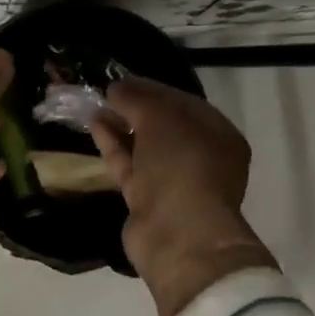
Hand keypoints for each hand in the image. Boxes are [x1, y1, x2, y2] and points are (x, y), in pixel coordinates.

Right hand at [89, 77, 277, 315]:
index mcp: (218, 134)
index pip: (183, 102)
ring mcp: (175, 181)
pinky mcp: (149, 201)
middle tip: (108, 92)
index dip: (153, 88)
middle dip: (136, 108)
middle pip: (164, 125)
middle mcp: (201, 157)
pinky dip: (115, 146)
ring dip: (122, 125)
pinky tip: (96, 125)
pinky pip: (131, 165)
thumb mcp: (160, 118)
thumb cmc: (182, 165)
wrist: (179, 236)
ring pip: (145, 146)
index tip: (123, 79)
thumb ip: (137, 98)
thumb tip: (116, 88)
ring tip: (97, 105)